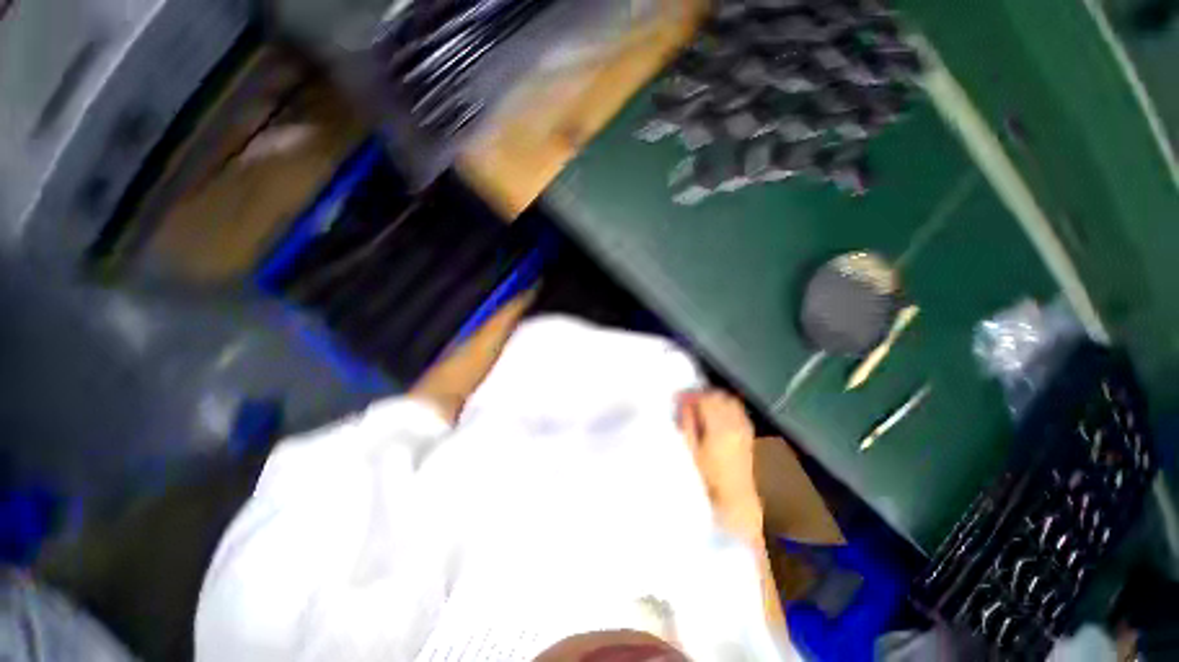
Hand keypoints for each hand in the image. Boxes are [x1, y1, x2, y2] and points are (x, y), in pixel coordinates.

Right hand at [677, 390, 762, 538]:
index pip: (705, 400)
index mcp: (720, 428)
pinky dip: (725, 405)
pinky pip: (737, 410)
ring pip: (729, 401)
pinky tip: (715, 413)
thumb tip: (683, 404)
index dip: (690, 396)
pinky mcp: (748, 434)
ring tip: (699, 405)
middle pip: (719, 397)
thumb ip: (687, 424)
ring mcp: (744, 428)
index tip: (677, 398)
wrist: (736, 502)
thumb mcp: (691, 452)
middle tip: (686, 400)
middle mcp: (735, 424)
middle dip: (701, 394)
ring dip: (714, 398)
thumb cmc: (708, 480)